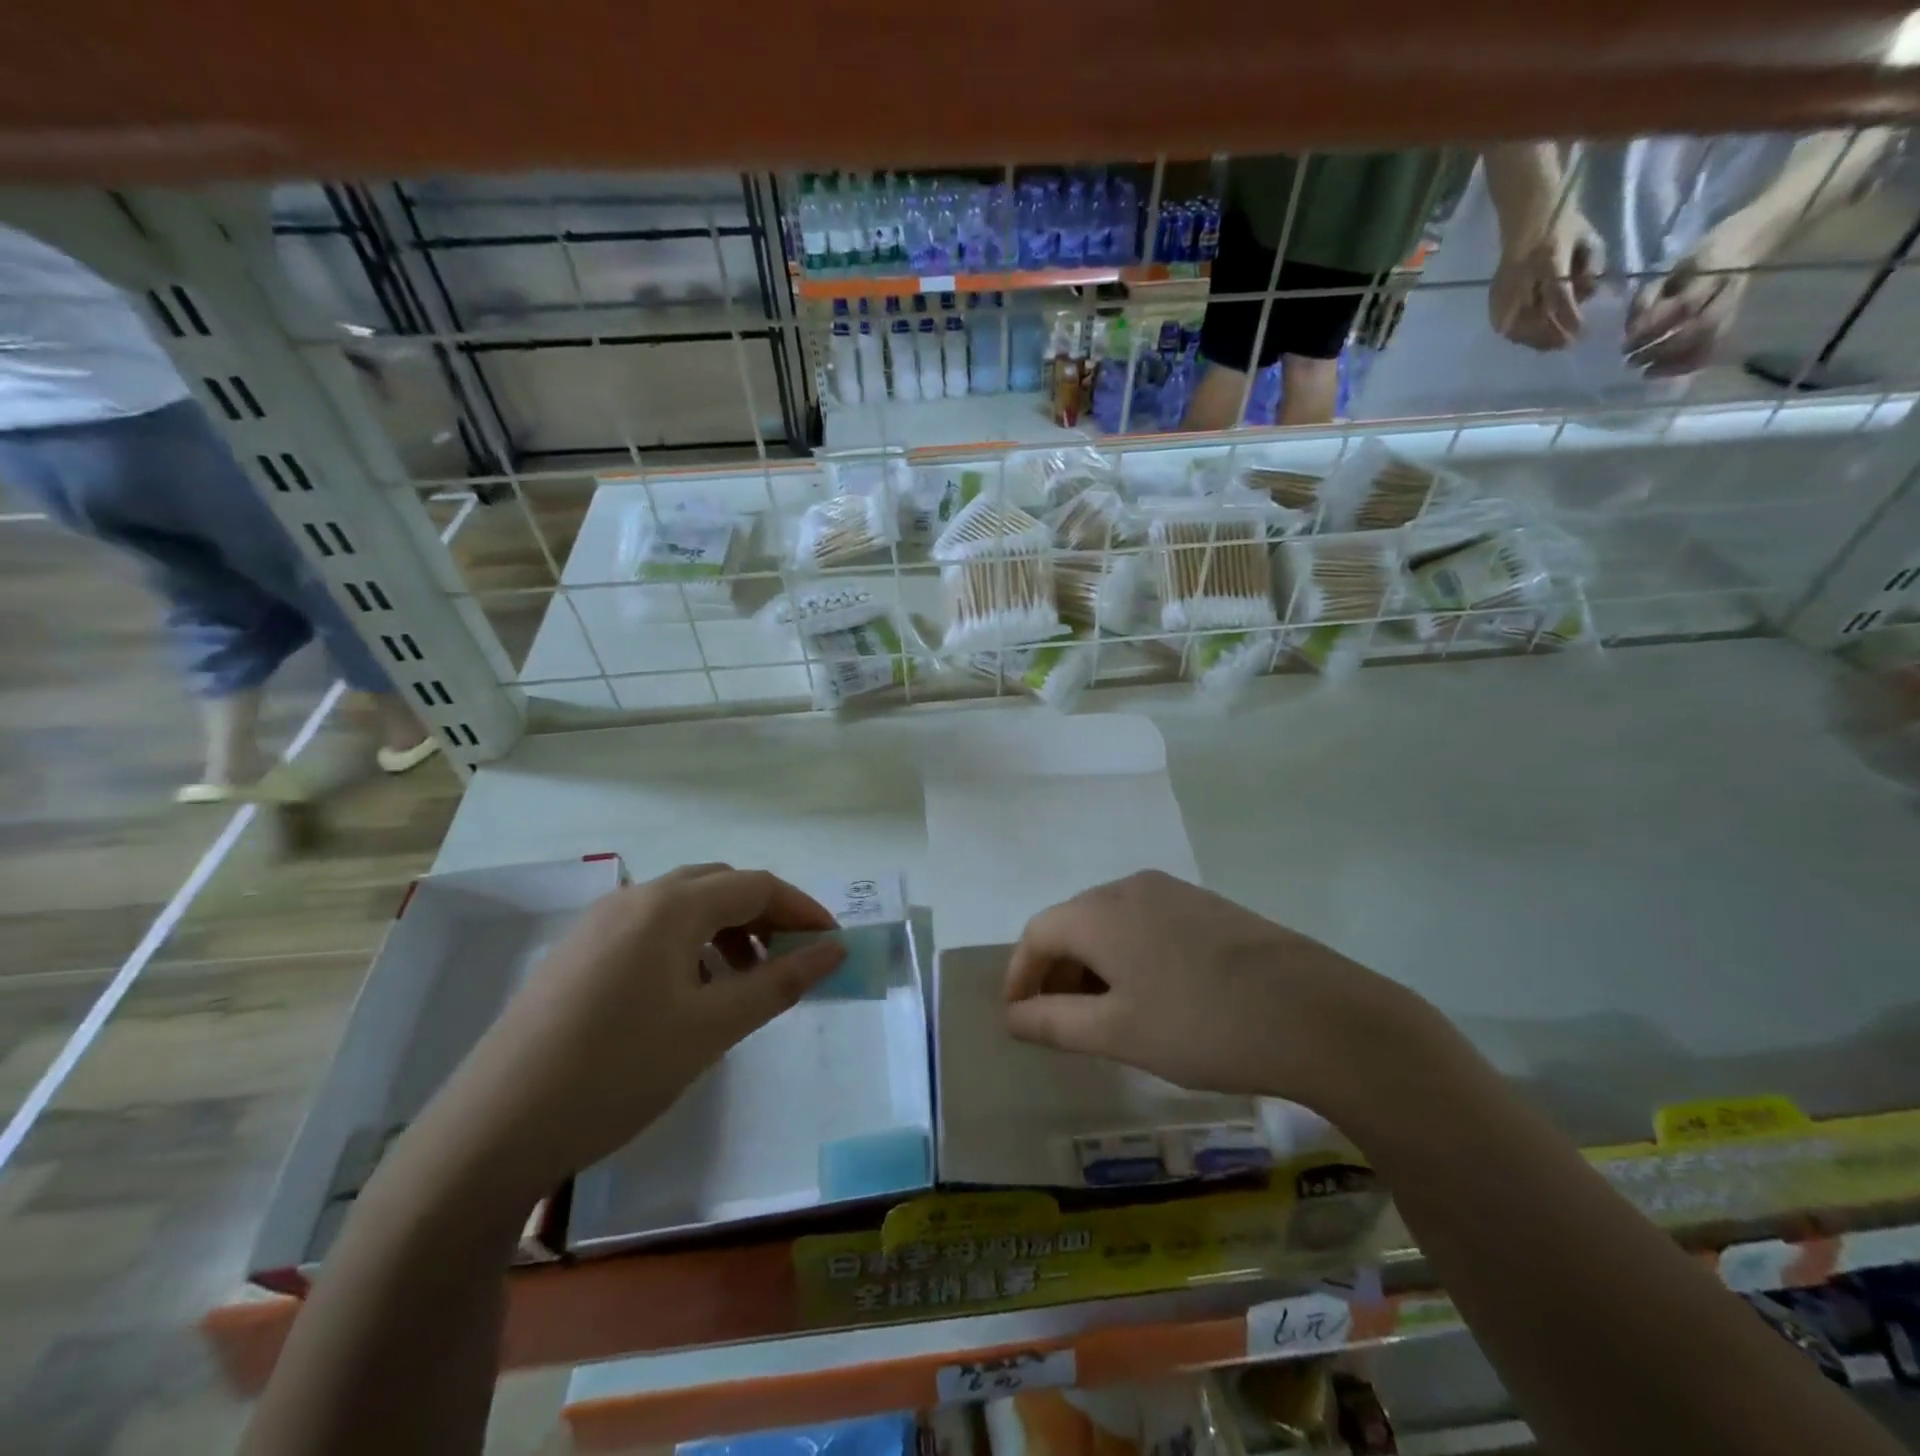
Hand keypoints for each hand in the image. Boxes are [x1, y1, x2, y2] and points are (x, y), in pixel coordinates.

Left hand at [442, 864, 843, 1193]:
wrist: (491, 1134)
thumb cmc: (617, 1072)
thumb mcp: (712, 1028)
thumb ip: (780, 982)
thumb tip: (834, 950)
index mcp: (670, 906)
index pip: (757, 886)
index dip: (803, 909)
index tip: (834, 943)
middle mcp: (634, 899)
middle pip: (720, 886)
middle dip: (766, 914)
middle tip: (792, 959)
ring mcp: (598, 924)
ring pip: (683, 906)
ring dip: (727, 930)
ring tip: (744, 980)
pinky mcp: (576, 955)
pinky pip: (650, 929)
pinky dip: (688, 945)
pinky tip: (688, 994)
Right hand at [1002, 871, 1423, 1110]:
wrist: (1317, 1015)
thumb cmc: (1201, 1026)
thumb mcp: (1117, 1033)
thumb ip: (1054, 1022)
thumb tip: (1012, 1015)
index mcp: (1100, 910)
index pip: (1037, 933)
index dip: (1019, 975)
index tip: (1017, 1018)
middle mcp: (1131, 887)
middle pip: (1073, 923)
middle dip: (1057, 972)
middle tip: (1058, 1024)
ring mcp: (1174, 892)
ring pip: (1112, 924)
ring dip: (1093, 966)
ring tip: (1104, 1017)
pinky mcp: (1208, 907)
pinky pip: (1147, 925)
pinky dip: (1130, 957)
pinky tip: (1152, 997)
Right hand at [1489, 208, 1604, 350]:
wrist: (1528, 215)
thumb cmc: (1563, 224)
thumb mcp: (1587, 238)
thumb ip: (1591, 267)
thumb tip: (1587, 297)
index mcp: (1549, 260)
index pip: (1558, 296)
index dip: (1568, 317)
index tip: (1580, 333)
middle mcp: (1523, 278)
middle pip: (1532, 318)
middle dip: (1548, 335)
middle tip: (1564, 345)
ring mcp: (1505, 289)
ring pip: (1515, 325)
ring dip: (1531, 338)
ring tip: (1547, 345)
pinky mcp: (1495, 296)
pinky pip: (1502, 323)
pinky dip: (1515, 334)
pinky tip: (1527, 337)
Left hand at [1625, 221, 1756, 376]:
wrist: (1751, 239)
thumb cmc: (1698, 258)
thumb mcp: (1669, 269)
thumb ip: (1648, 298)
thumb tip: (1629, 332)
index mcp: (1710, 271)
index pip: (1683, 306)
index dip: (1653, 329)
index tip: (1626, 346)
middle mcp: (1727, 289)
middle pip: (1699, 328)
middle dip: (1661, 350)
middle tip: (1632, 363)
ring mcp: (1735, 304)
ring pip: (1710, 340)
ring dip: (1676, 362)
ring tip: (1647, 373)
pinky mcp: (1736, 316)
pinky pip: (1716, 346)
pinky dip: (1691, 363)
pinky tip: (1668, 373)